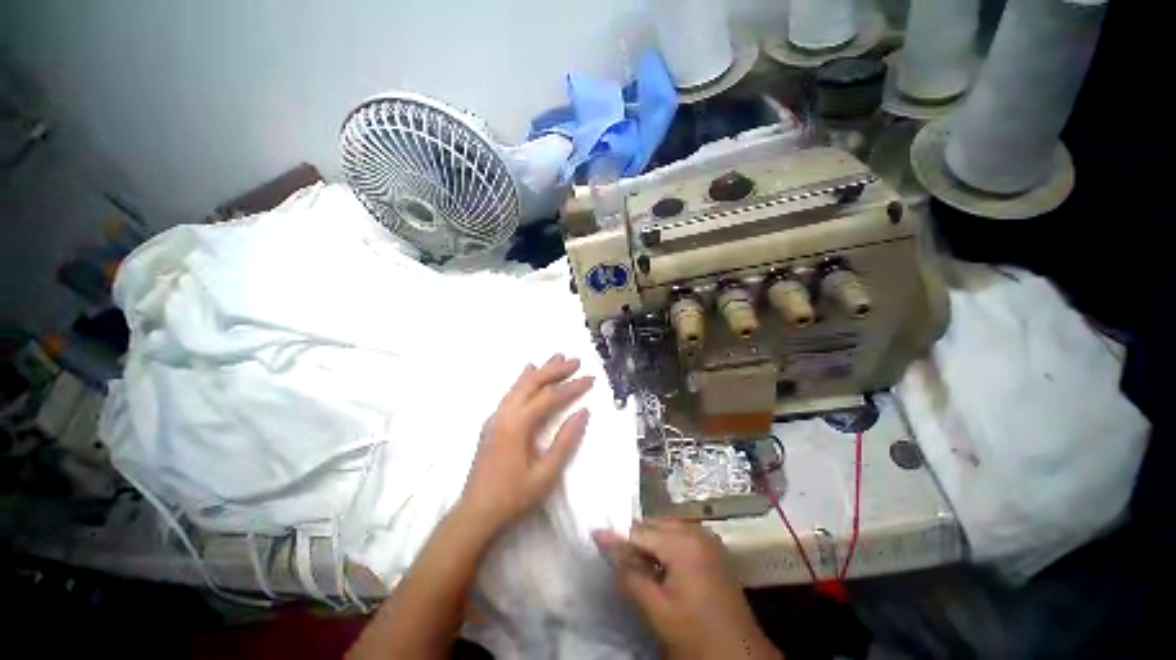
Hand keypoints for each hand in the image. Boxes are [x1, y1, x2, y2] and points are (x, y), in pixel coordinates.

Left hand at [457, 354, 592, 536]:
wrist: (475, 515)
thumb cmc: (513, 497)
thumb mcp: (546, 474)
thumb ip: (566, 441)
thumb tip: (583, 412)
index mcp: (518, 425)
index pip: (550, 397)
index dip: (572, 387)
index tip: (591, 378)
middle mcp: (505, 413)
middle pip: (533, 382)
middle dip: (555, 369)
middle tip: (576, 361)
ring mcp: (496, 416)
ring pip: (520, 384)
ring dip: (541, 370)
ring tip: (557, 357)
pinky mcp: (493, 422)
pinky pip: (511, 392)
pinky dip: (524, 379)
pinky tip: (529, 371)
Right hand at [594, 519, 780, 659]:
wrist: (741, 657)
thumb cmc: (697, 634)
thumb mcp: (658, 610)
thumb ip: (630, 574)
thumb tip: (606, 544)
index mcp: (683, 543)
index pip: (640, 532)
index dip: (616, 536)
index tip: (595, 535)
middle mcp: (696, 531)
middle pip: (654, 525)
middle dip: (634, 538)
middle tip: (615, 553)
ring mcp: (707, 538)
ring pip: (667, 528)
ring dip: (649, 542)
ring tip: (635, 561)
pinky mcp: (713, 549)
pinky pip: (681, 536)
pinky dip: (665, 545)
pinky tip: (658, 565)